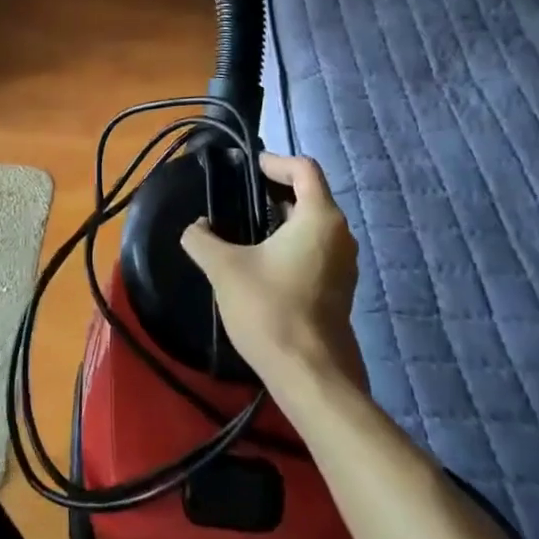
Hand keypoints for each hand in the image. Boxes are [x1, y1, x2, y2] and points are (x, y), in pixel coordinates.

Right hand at [181, 153, 366, 392]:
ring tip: (244, 229)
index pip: (304, 168)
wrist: (310, 377)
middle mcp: (339, 235)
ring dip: (281, 219)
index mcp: (320, 218)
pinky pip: (315, 250)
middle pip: (310, 195)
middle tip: (238, 198)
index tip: (246, 169)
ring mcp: (343, 264)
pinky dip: (290, 243)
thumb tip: (194, 228)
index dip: (274, 162)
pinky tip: (260, 262)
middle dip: (274, 191)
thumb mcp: (224, 268)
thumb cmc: (269, 310)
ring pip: (312, 224)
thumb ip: (201, 239)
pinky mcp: (339, 289)